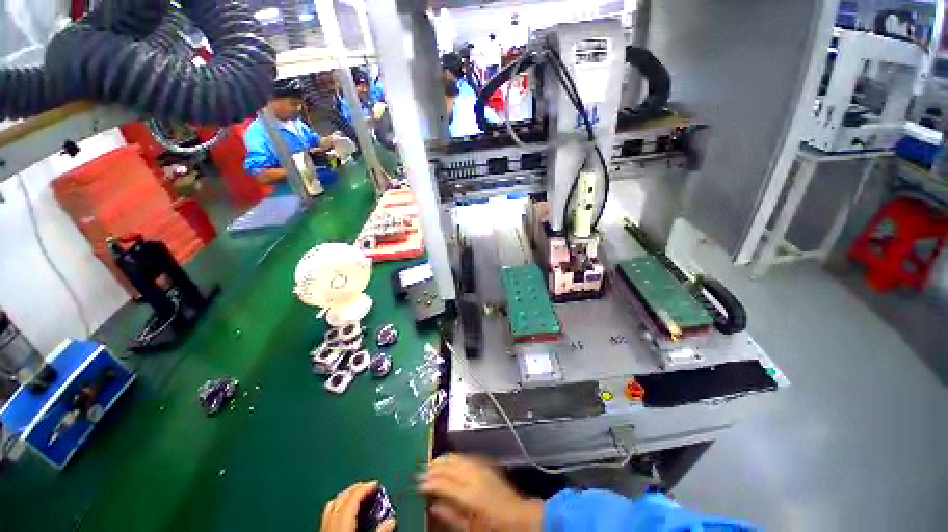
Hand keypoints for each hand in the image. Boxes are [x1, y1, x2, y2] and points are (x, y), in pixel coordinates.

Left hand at [321, 481, 395, 531]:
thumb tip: (391, 521)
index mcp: (341, 525)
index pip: (352, 498)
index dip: (365, 488)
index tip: (376, 484)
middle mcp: (330, 525)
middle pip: (340, 498)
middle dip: (354, 490)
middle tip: (368, 487)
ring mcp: (323, 531)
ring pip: (331, 506)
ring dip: (345, 498)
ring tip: (358, 497)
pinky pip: (328, 517)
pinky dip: (338, 508)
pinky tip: (346, 515)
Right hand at [419, 454, 542, 531]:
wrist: (519, 517)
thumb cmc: (494, 527)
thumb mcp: (470, 529)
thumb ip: (450, 516)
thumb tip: (433, 506)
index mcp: (470, 494)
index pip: (443, 481)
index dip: (428, 481)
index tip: (418, 483)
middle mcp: (475, 475)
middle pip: (449, 464)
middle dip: (434, 466)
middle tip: (422, 471)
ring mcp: (482, 467)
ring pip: (457, 456)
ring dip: (443, 459)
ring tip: (432, 465)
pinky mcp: (486, 464)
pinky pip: (466, 456)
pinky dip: (455, 457)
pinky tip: (450, 462)